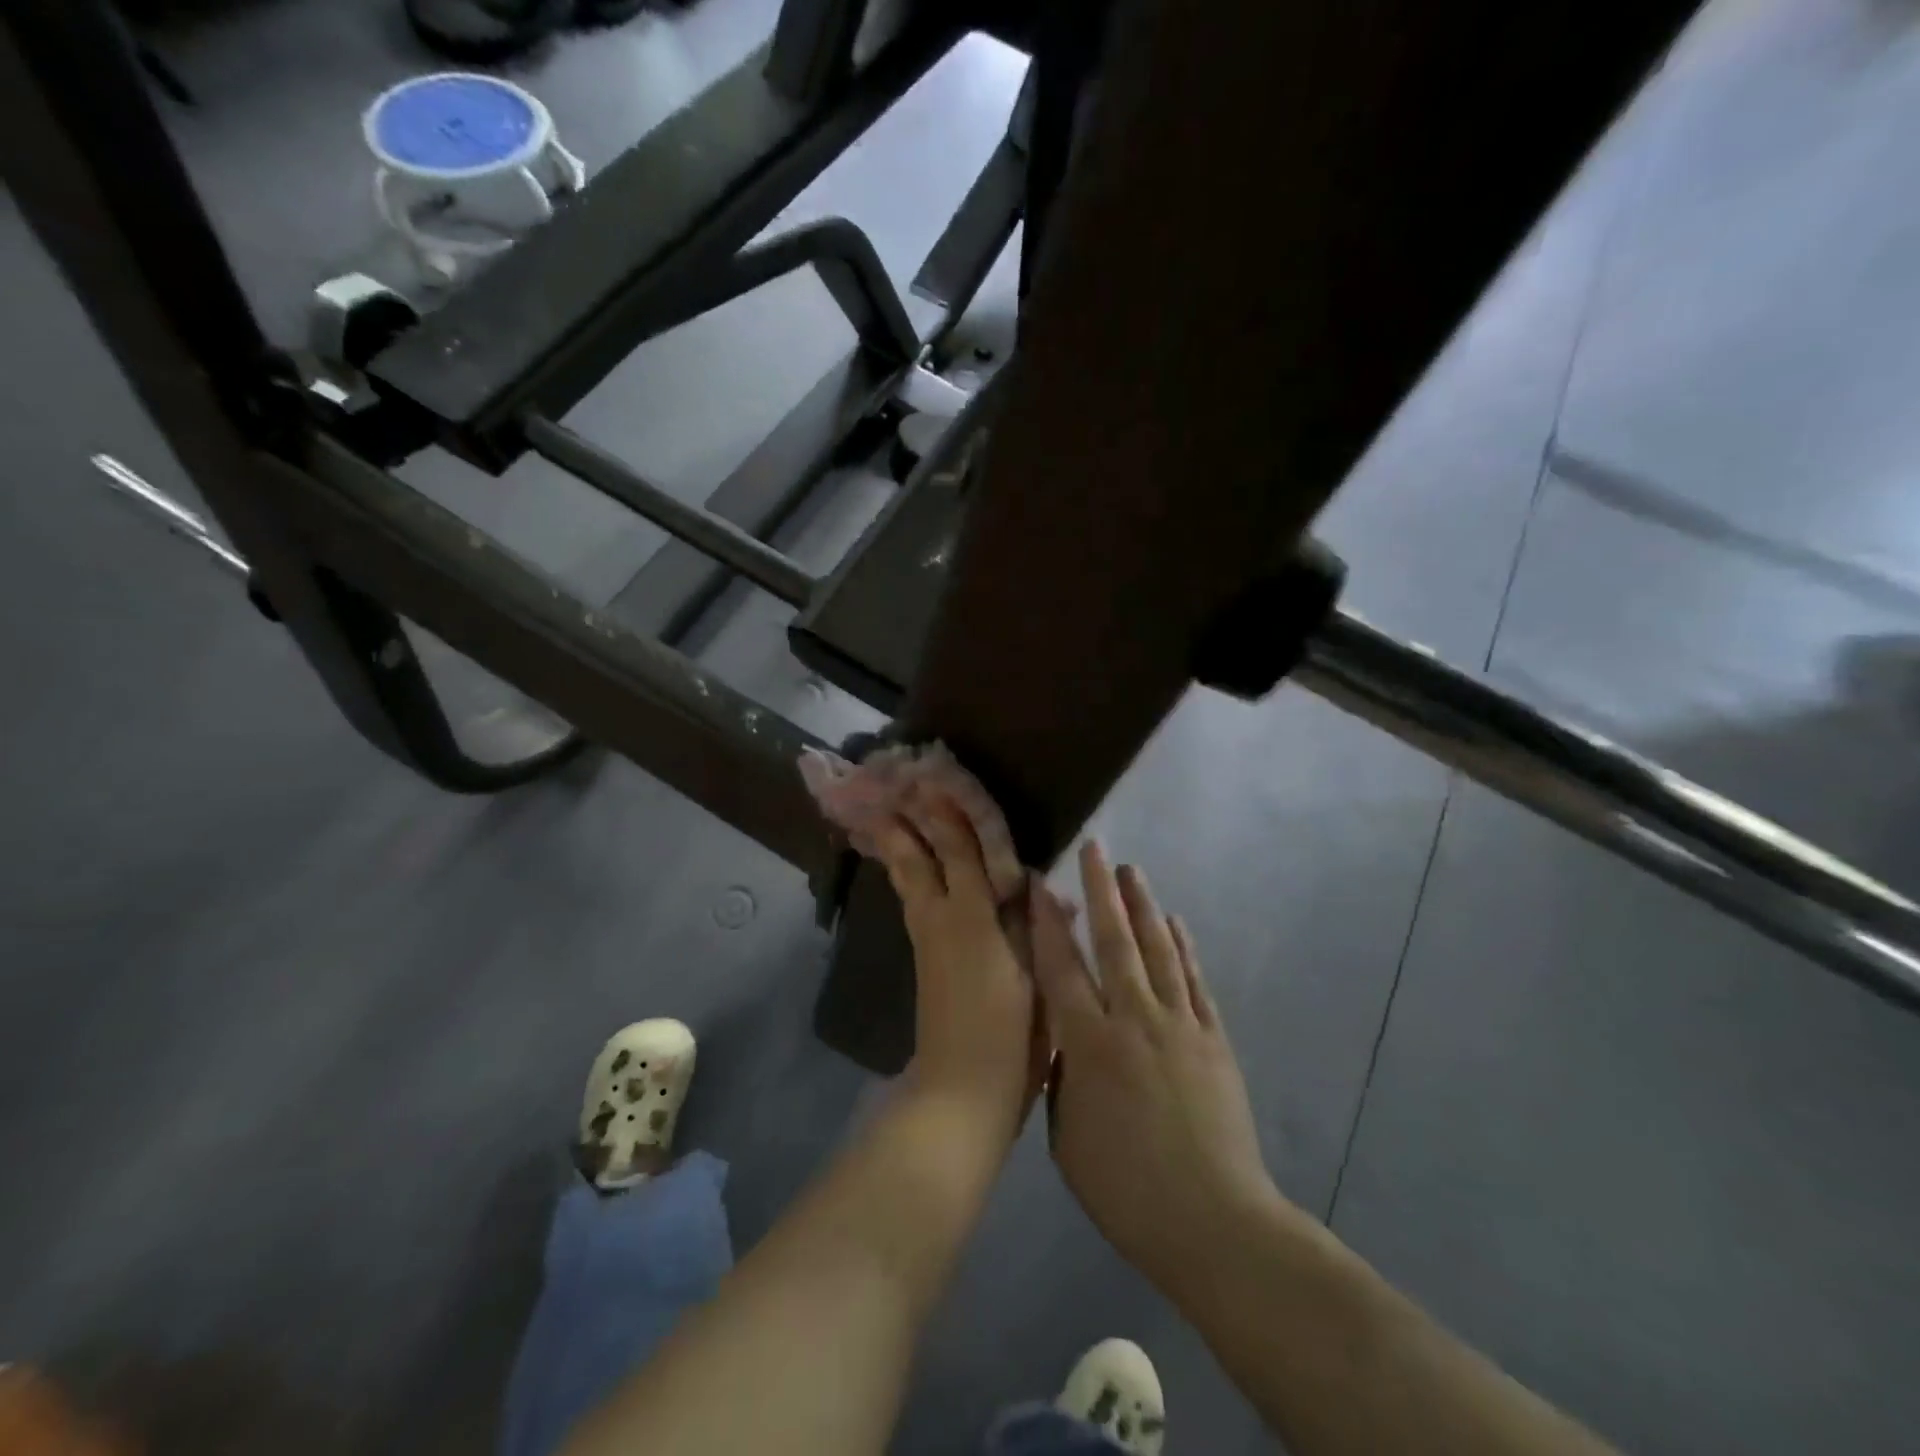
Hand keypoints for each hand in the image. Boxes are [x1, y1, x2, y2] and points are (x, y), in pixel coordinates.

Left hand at [869, 786, 1045, 1127]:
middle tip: (889, 789)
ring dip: (897, 846)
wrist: (962, 1090)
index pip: (961, 853)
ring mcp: (926, 939)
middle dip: (905, 823)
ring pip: (907, 880)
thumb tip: (1034, 884)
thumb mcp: (1036, 977)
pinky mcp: (923, 958)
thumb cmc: (1012, 1035)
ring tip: (884, 818)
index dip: (950, 816)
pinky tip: (907, 871)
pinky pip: (912, 900)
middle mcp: (941, 919)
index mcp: (972, 918)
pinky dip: (906, 875)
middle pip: (918, 860)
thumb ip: (1032, 925)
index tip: (935, 781)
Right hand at [1031, 842, 1277, 1295]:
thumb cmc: (1125, 1188)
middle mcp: (1133, 1018)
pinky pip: (1194, 980)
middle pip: (1114, 940)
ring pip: (1158, 949)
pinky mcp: (1213, 1039)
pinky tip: (1174, 923)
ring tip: (1132, 870)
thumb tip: (1064, 1041)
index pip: (1061, 967)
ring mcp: (1179, 1024)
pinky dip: (1183, 946)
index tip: (1041, 882)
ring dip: (1143, 905)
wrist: (1213, 1222)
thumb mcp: (1067, 1136)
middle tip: (1096, 848)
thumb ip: (1061, 1078)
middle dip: (1101, 890)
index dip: (1048, 921)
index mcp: (1089, 1043)